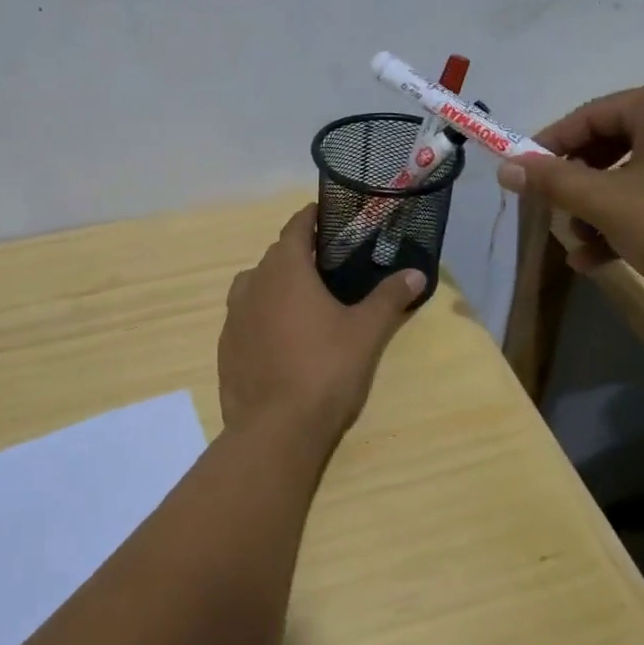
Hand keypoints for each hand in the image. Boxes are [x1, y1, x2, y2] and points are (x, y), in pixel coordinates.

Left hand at [218, 205, 425, 452]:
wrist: (275, 428)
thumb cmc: (325, 369)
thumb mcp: (366, 332)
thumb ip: (389, 298)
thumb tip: (417, 273)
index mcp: (286, 270)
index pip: (296, 227)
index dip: (311, 218)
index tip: (328, 216)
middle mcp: (253, 284)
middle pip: (276, 255)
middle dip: (299, 253)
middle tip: (329, 263)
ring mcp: (234, 316)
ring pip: (256, 284)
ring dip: (276, 283)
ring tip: (303, 300)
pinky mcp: (226, 346)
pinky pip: (245, 316)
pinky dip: (262, 314)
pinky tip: (281, 337)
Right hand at [496, 79, 643, 323]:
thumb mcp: (607, 203)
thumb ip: (553, 181)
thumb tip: (505, 166)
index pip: (590, 115)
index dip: (549, 147)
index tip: (522, 177)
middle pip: (613, 145)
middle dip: (578, 187)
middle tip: (553, 214)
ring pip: (638, 175)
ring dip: (600, 211)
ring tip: (577, 248)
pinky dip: (634, 219)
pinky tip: (603, 258)